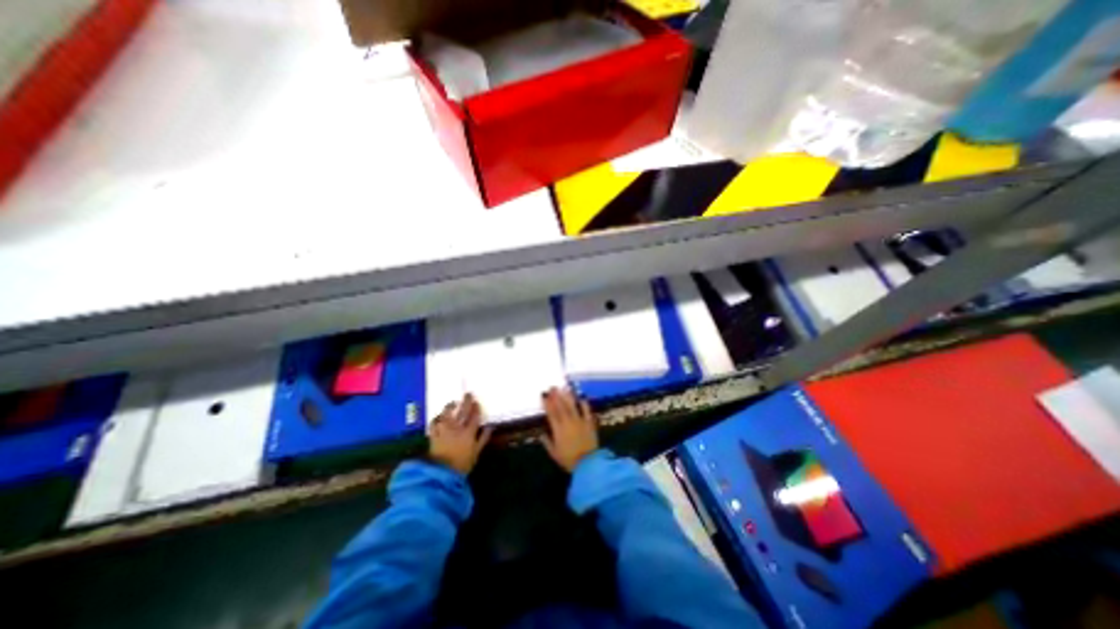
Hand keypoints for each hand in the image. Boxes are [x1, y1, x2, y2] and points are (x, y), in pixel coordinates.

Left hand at [426, 392, 491, 475]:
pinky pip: (434, 424)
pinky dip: (436, 419)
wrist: (442, 474)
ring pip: (446, 414)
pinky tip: (439, 416)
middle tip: (468, 394)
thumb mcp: (476, 452)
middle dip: (466, 402)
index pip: (474, 417)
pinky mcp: (434, 435)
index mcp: (468, 432)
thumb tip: (490, 427)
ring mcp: (444, 431)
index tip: (477, 402)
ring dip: (450, 407)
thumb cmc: (462, 464)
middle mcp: (456, 428)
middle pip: (462, 412)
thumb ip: (483, 438)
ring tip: (453, 403)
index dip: (476, 409)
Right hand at [540, 385, 598, 474]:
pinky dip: (584, 404)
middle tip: (552, 387)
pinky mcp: (589, 423)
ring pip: (572, 406)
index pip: (551, 413)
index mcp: (558, 429)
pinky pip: (586, 411)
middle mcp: (568, 422)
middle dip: (556, 396)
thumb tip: (541, 434)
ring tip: (564, 388)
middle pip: (561, 407)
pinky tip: (581, 399)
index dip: (547, 404)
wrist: (588, 463)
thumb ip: (547, 443)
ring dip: (567, 397)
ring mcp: (579, 421)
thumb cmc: (569, 460)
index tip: (544, 395)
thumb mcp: (554, 454)